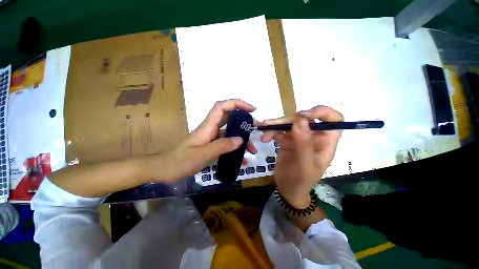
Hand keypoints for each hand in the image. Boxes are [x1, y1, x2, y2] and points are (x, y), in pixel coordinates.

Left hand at [163, 99, 257, 181]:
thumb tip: (240, 140)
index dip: (237, 104)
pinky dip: (235, 150)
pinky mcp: (212, 146)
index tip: (251, 109)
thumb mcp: (202, 154)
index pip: (223, 107)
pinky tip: (242, 160)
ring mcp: (212, 138)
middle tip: (256, 130)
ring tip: (252, 151)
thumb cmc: (180, 161)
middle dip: (244, 122)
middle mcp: (211, 129)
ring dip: (242, 140)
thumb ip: (221, 146)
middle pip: (230, 119)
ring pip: (230, 134)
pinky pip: (227, 145)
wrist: (165, 170)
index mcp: (208, 126)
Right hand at [261, 106, 342, 207]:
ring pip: (289, 123)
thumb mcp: (304, 165)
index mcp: (325, 142)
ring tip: (264, 128)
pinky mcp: (287, 140)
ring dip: (276, 125)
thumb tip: (300, 120)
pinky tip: (265, 138)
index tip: (302, 115)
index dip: (321, 112)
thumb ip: (304, 144)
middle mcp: (313, 136)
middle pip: (304, 119)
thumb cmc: (301, 181)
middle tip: (272, 124)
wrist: (288, 189)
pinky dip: (271, 131)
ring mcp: (299, 137)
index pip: (334, 119)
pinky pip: (279, 130)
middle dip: (288, 120)